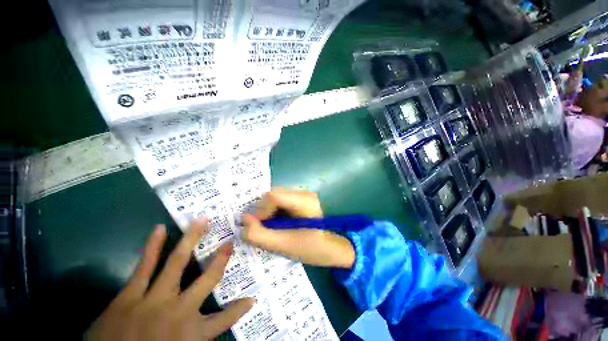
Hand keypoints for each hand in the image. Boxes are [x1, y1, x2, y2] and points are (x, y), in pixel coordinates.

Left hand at [86, 220, 253, 340]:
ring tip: (202, 220)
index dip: (239, 308)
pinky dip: (153, 246)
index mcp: (192, 333)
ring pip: (177, 263)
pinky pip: (145, 266)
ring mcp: (154, 299)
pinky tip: (159, 228)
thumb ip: (197, 340)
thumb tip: (209, 327)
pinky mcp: (130, 295)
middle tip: (230, 241)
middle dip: (220, 259)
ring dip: (192, 239)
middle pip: (207, 280)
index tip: (251, 297)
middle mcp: (179, 311)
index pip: (225, 319)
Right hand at [241, 188, 354, 267]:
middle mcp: (303, 193)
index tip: (259, 227)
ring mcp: (302, 194)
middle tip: (265, 229)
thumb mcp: (284, 246)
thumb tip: (243, 220)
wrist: (331, 248)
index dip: (260, 211)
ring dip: (268, 212)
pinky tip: (278, 223)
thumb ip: (260, 235)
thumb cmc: (312, 249)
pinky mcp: (300, 198)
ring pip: (275, 197)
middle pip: (273, 194)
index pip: (274, 196)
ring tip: (272, 227)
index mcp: (304, 201)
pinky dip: (273, 211)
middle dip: (263, 212)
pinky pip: (280, 200)